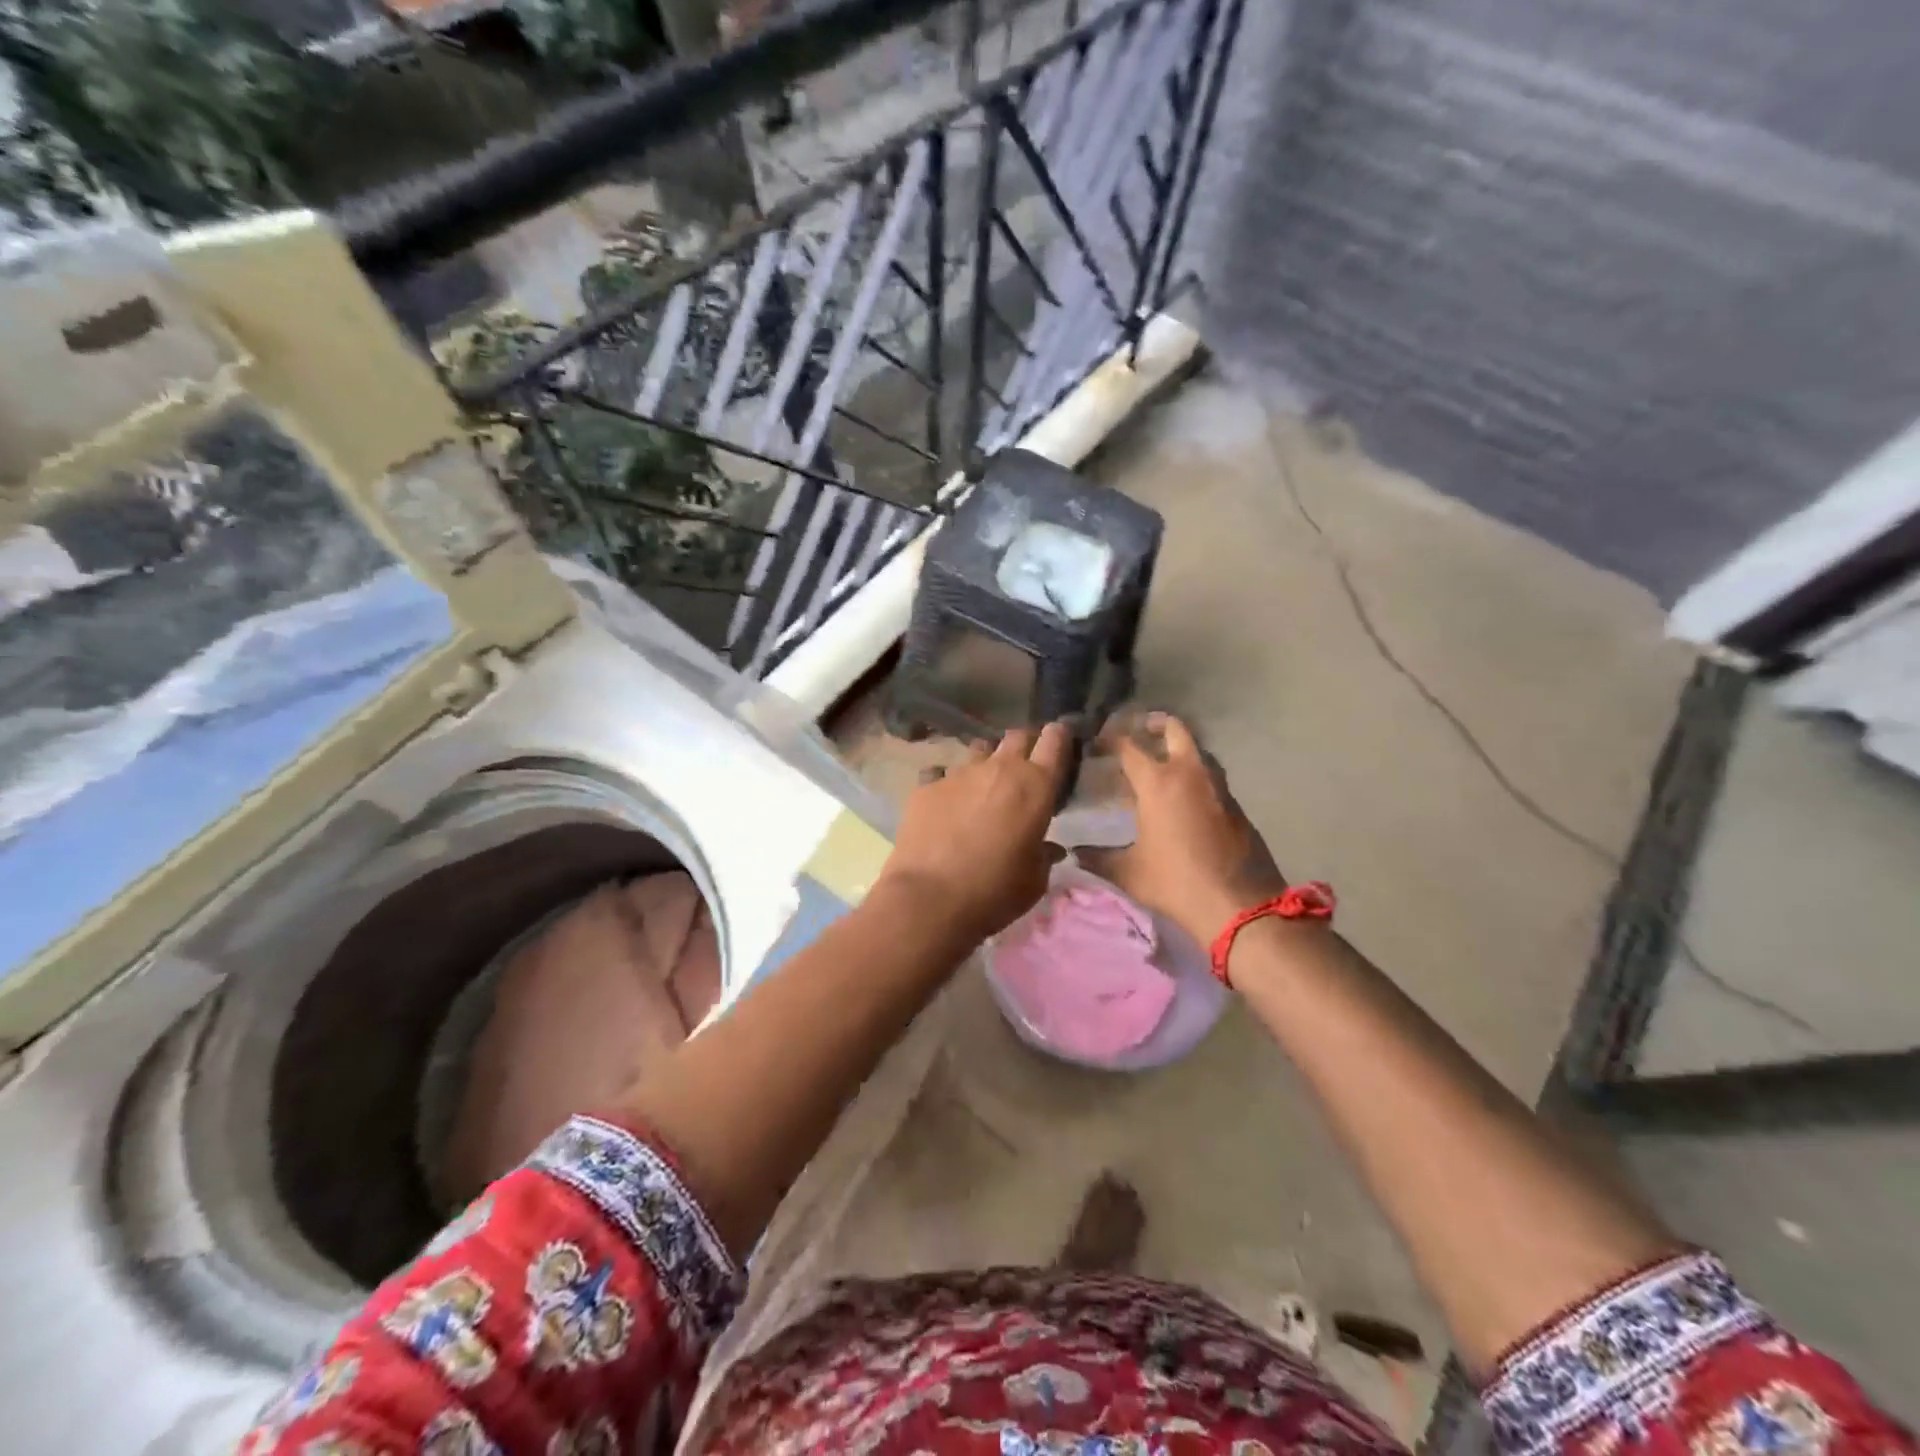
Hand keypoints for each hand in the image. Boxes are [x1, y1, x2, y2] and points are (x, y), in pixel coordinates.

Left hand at [876, 723, 1072, 943]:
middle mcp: (999, 769)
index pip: (1054, 741)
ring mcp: (959, 773)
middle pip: (1017, 737)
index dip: (1058, 737)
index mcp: (1035, 787)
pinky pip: (942, 772)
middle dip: (1024, 745)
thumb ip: (1044, 856)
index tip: (1059, 741)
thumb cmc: (994, 891)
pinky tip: (945, 803)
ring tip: (982, 785)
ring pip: (979, 750)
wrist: (929, 898)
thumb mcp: (1033, 881)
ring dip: (986, 762)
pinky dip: (949, 783)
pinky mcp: (926, 785)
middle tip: (1024, 767)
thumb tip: (1049, 849)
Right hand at [1078, 713, 1285, 943]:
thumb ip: (1097, 857)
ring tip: (1159, 765)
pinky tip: (1181, 798)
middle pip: (1175, 729)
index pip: (1128, 746)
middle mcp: (1190, 773)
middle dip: (1154, 724)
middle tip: (1138, 731)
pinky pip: (1211, 777)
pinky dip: (1194, 775)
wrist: (1238, 906)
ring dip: (1178, 749)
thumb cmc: (1176, 882)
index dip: (1109, 739)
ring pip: (1198, 751)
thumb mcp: (1128, 872)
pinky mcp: (1235, 805)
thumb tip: (1074, 853)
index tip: (1096, 743)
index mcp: (1158, 781)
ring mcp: (1218, 786)